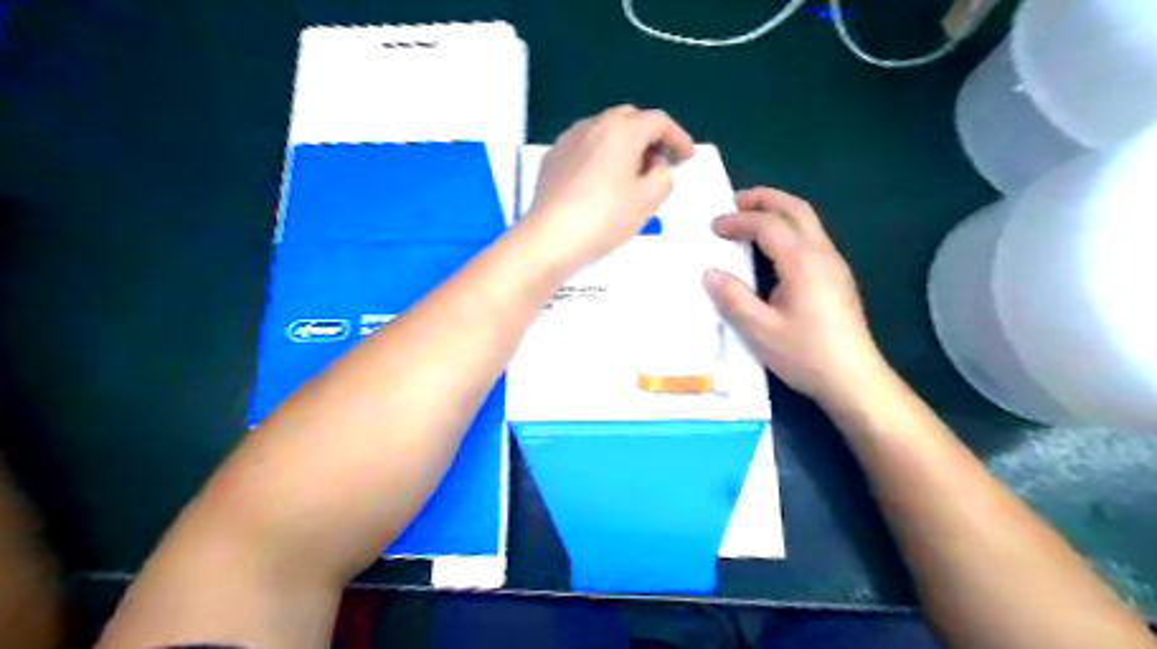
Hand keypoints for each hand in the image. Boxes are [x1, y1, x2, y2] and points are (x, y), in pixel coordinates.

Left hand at [524, 102, 694, 269]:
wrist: (550, 238)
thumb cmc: (605, 218)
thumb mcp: (649, 200)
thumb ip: (663, 175)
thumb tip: (654, 164)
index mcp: (622, 130)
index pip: (658, 121)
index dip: (678, 138)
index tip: (687, 158)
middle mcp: (593, 125)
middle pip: (629, 119)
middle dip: (649, 136)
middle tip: (660, 162)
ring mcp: (568, 140)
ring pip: (604, 130)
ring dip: (623, 144)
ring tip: (630, 172)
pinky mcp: (552, 158)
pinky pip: (584, 147)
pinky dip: (600, 155)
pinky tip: (600, 180)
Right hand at [701, 188, 888, 408]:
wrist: (854, 379)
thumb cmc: (805, 354)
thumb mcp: (760, 330)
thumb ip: (733, 298)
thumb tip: (710, 273)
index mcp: (802, 262)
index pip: (768, 225)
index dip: (738, 221)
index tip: (713, 227)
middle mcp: (822, 254)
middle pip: (796, 209)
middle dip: (764, 199)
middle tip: (734, 202)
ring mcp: (834, 264)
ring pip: (808, 220)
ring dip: (778, 210)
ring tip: (750, 218)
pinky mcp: (838, 277)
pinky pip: (812, 236)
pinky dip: (788, 227)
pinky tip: (773, 248)